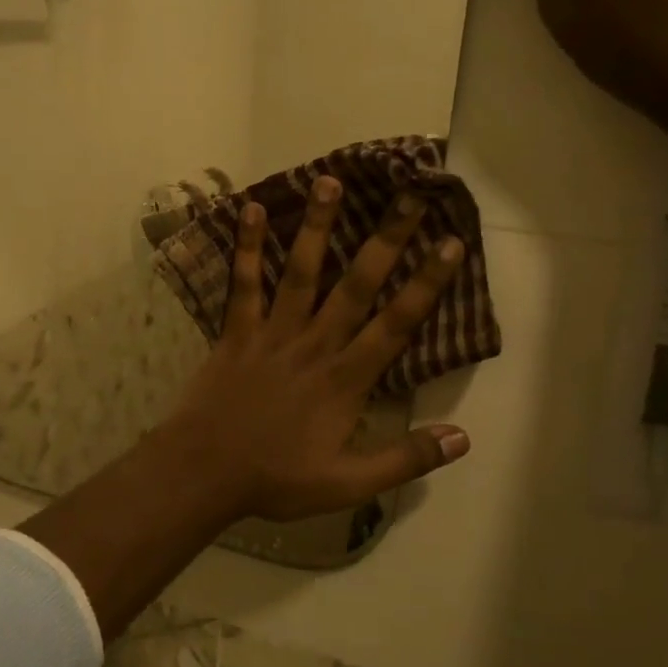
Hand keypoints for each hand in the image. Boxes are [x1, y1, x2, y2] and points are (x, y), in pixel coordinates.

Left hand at [156, 174, 471, 522]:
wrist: (205, 473)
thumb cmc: (277, 479)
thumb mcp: (348, 484)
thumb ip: (405, 459)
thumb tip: (463, 438)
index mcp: (346, 379)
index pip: (396, 324)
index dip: (426, 284)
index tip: (450, 244)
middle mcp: (315, 344)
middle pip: (356, 285)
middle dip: (385, 239)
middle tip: (408, 195)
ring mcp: (273, 333)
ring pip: (301, 272)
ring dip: (317, 227)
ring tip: (330, 182)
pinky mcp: (236, 332)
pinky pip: (243, 284)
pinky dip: (247, 248)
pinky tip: (250, 210)